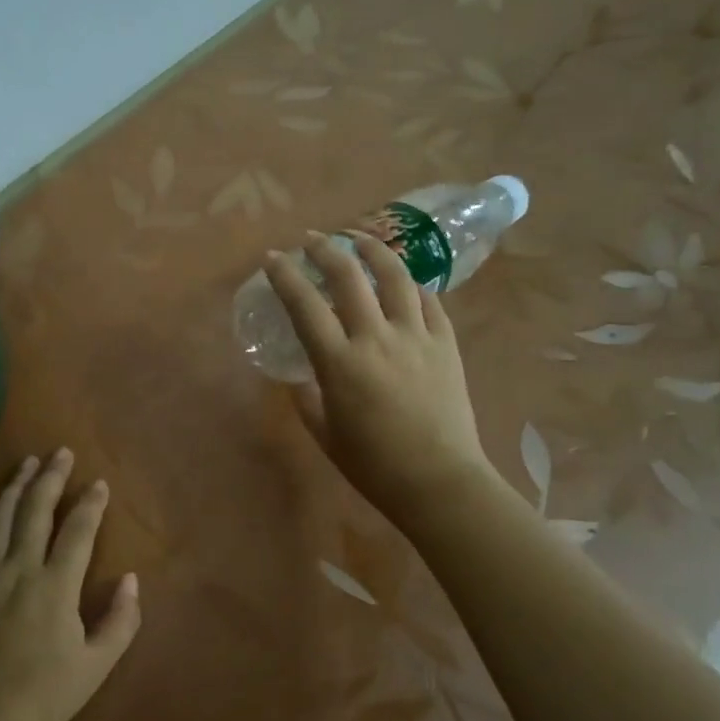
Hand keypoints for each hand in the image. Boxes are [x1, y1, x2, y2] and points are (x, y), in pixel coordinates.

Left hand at [0, 450, 141, 720]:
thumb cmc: (43, 697)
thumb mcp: (96, 666)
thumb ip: (120, 621)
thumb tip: (132, 580)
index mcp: (56, 585)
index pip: (78, 530)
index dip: (91, 503)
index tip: (99, 482)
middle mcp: (19, 569)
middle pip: (36, 510)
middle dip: (51, 477)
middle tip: (60, 452)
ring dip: (14, 487)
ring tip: (25, 464)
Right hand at [264, 231, 502, 531]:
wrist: (439, 481)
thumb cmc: (373, 465)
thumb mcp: (326, 434)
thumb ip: (308, 400)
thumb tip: (302, 379)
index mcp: (339, 363)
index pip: (305, 305)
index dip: (285, 276)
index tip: (273, 258)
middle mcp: (376, 338)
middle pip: (349, 277)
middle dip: (326, 250)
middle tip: (312, 239)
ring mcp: (416, 337)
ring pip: (396, 277)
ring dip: (374, 251)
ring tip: (360, 239)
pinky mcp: (446, 344)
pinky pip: (429, 301)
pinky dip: (412, 284)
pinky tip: (404, 281)